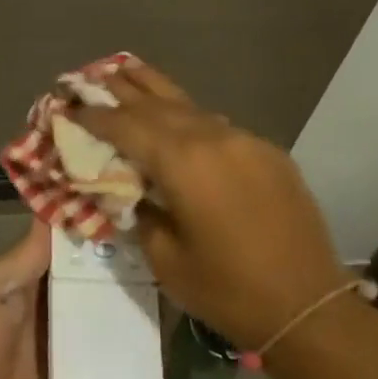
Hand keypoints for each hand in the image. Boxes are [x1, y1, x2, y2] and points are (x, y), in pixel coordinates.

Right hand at [74, 60, 349, 349]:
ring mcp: (244, 140)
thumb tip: (126, 188)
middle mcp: (212, 137)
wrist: (309, 307)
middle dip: (120, 88)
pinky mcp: (267, 151)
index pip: (126, 125)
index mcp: (182, 162)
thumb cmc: (227, 290)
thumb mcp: (165, 258)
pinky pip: (217, 125)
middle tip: (91, 76)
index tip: (69, 107)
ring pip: (189, 105)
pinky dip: (189, 117)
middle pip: (156, 102)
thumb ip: (138, 212)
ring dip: (154, 91)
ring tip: (127, 71)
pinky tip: (178, 117)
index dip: (95, 116)